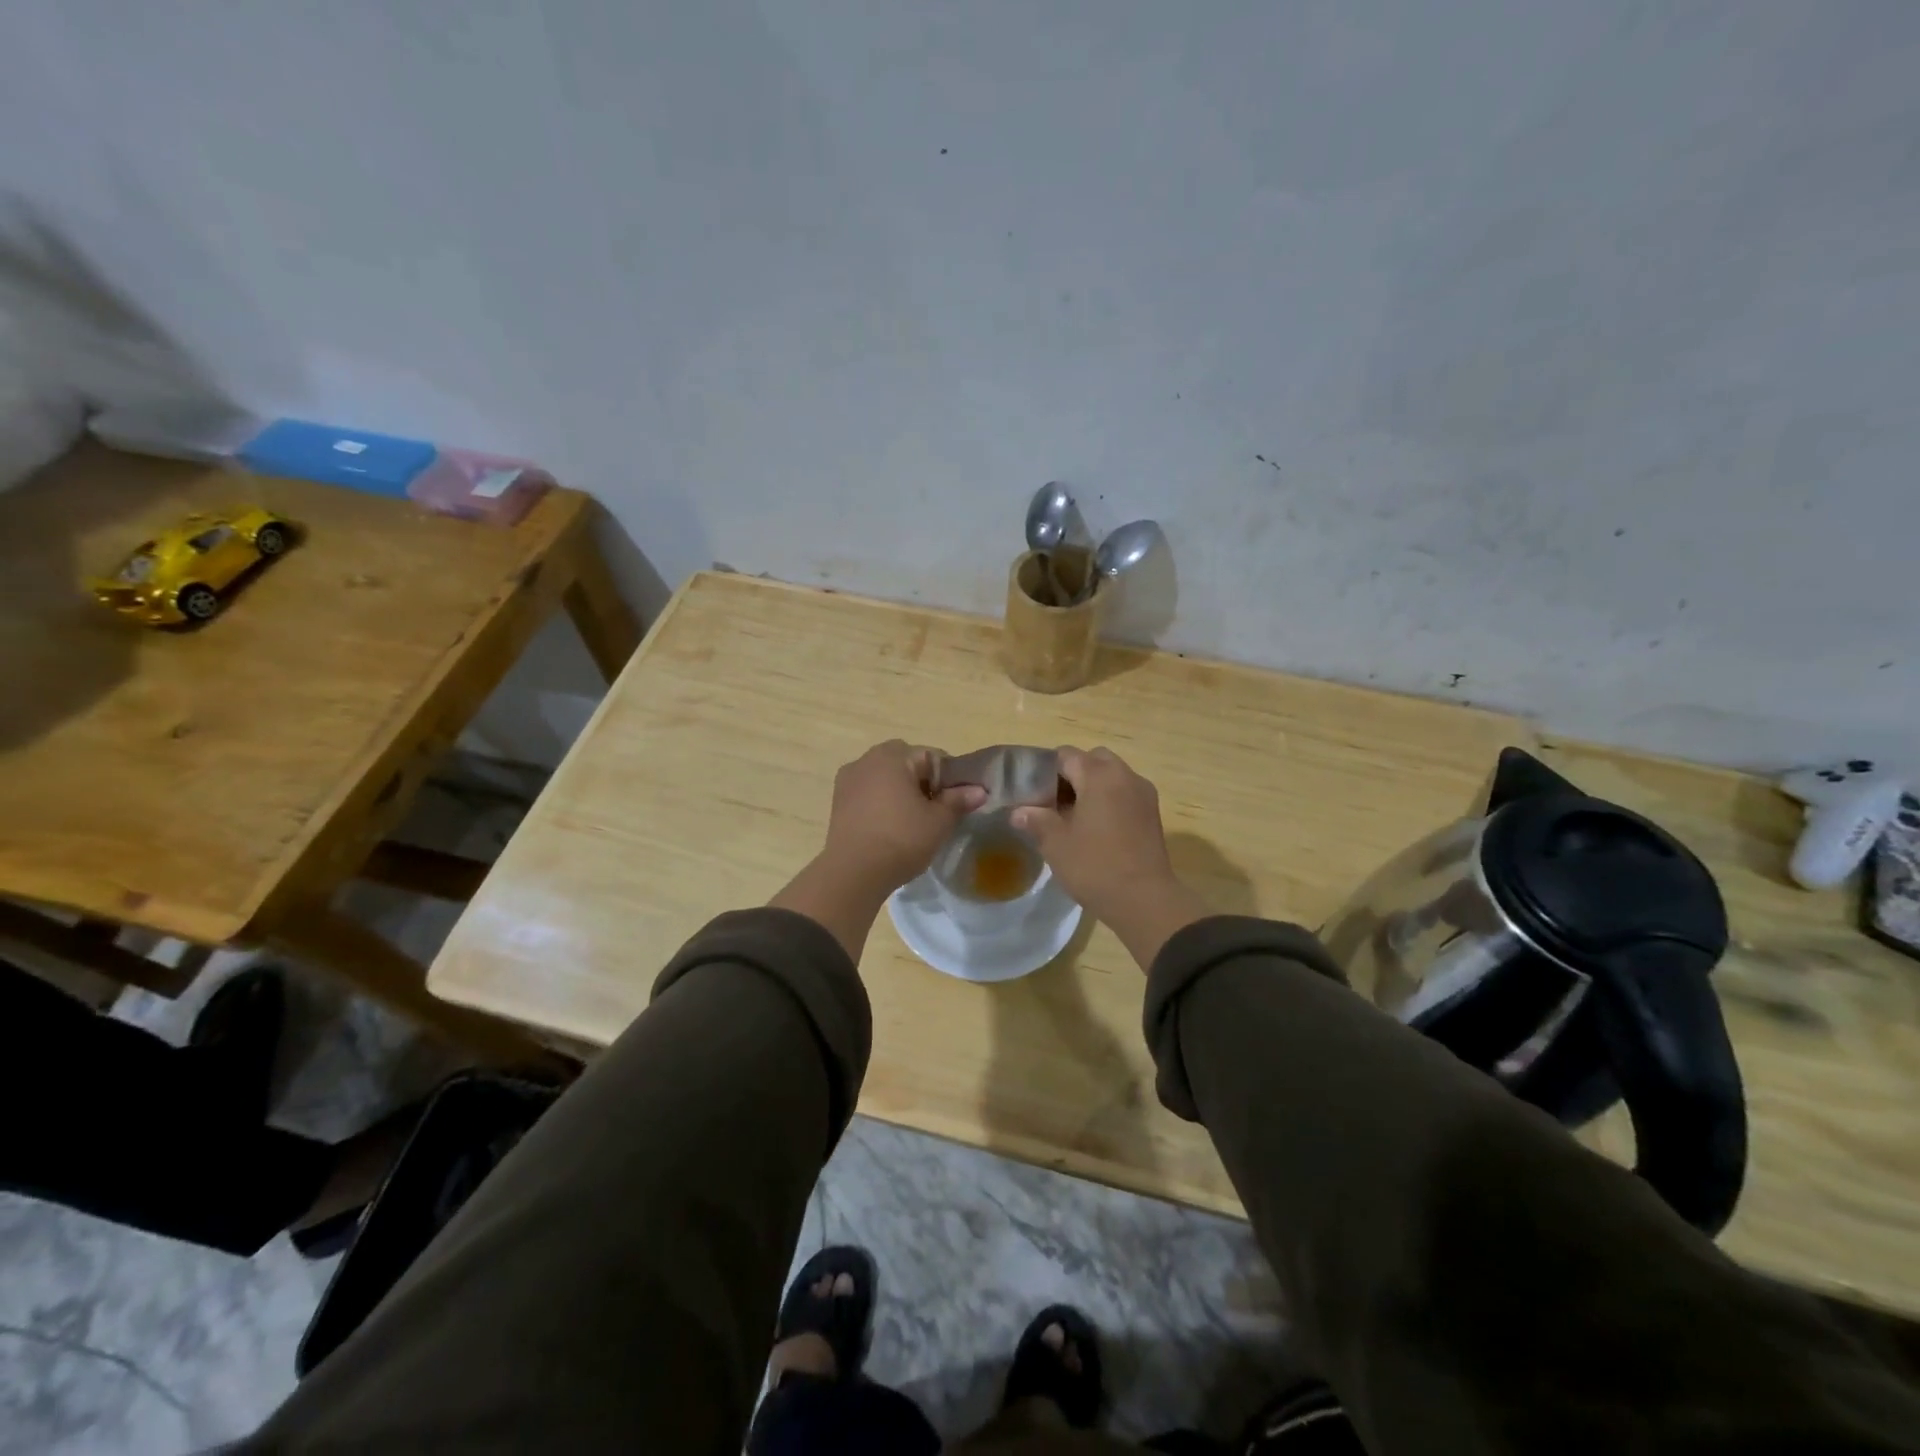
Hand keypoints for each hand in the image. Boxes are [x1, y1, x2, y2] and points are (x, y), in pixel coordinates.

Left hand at [772, 742, 985, 960]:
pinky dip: (881, 801)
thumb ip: (959, 800)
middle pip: (907, 763)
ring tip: (911, 821)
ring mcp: (849, 778)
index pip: (933, 757)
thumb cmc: (901, 840)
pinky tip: (888, 826)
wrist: (852, 873)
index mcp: (894, 756)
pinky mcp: (837, 799)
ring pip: (885, 776)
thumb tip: (979, 790)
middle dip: (923, 782)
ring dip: (900, 790)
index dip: (950, 779)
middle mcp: (868, 758)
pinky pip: (868, 791)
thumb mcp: (938, 822)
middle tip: (934, 811)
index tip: (955, 803)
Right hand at [1012, 747, 1208, 969]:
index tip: (1033, 793)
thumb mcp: (1055, 843)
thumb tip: (1018, 811)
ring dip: (1092, 788)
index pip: (1066, 755)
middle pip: (1093, 760)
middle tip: (1054, 803)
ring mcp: (1143, 794)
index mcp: (1099, 775)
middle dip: (1072, 775)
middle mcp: (1125, 775)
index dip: (1045, 770)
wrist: (1144, 900)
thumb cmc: (1095, 866)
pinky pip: (1125, 793)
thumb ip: (1035, 820)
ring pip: (1112, 776)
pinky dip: (1109, 801)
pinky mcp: (1152, 814)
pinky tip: (1095, 829)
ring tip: (1073, 818)